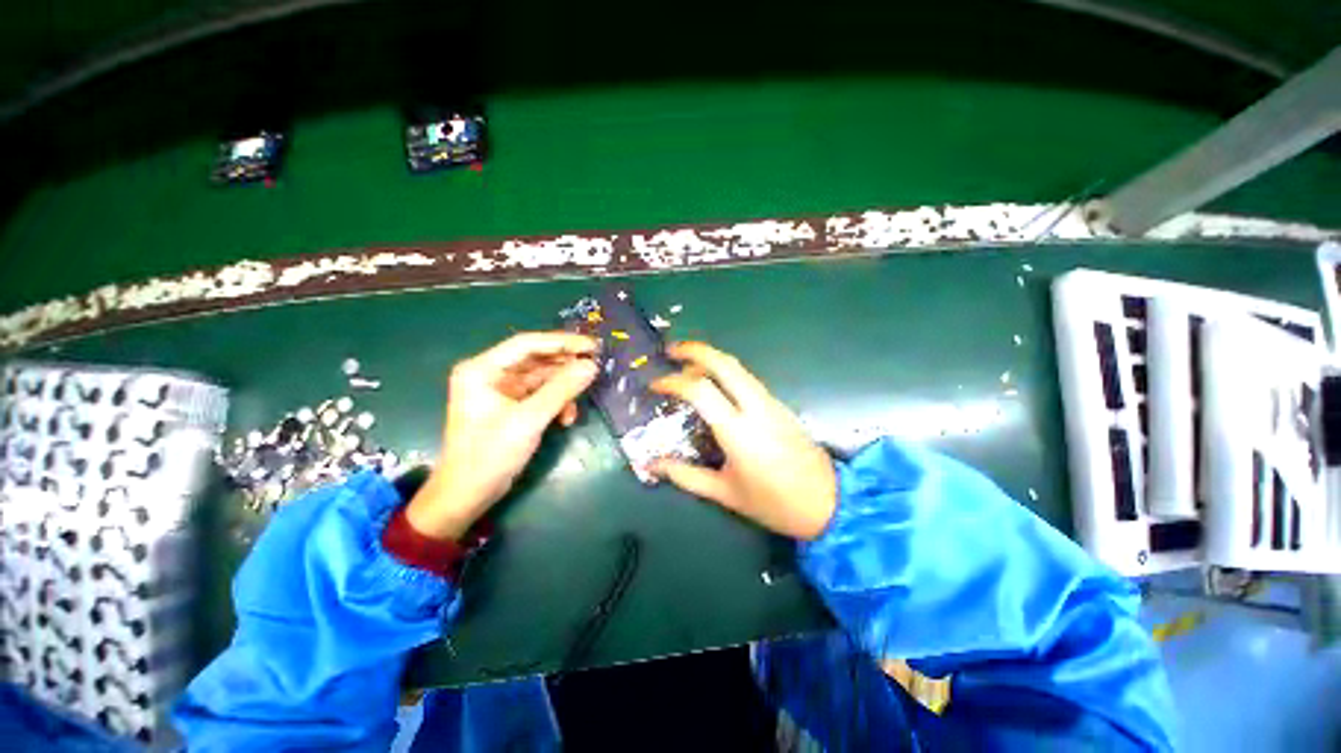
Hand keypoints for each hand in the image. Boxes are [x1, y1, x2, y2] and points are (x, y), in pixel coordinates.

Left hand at [406, 332, 598, 539]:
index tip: (592, 346)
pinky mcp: (511, 406)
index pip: (527, 344)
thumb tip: (591, 366)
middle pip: (536, 359)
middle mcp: (491, 374)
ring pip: (542, 378)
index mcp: (482, 369)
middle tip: (595, 367)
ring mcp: (501, 391)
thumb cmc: (490, 455)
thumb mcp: (529, 420)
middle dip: (565, 366)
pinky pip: (540, 394)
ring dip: (563, 389)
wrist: (467, 496)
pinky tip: (566, 418)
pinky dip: (556, 403)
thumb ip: (561, 390)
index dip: (562, 342)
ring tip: (580, 400)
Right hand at [650, 342, 836, 540]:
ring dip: (710, 359)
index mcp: (738, 431)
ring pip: (738, 367)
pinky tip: (713, 384)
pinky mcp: (779, 404)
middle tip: (671, 351)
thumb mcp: (724, 493)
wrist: (828, 502)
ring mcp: (771, 402)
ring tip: (686, 365)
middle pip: (724, 363)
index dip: (673, 382)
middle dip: (694, 350)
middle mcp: (756, 407)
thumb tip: (651, 465)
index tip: (655, 385)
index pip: (700, 390)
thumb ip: (685, 476)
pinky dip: (725, 372)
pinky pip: (747, 379)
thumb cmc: (773, 503)